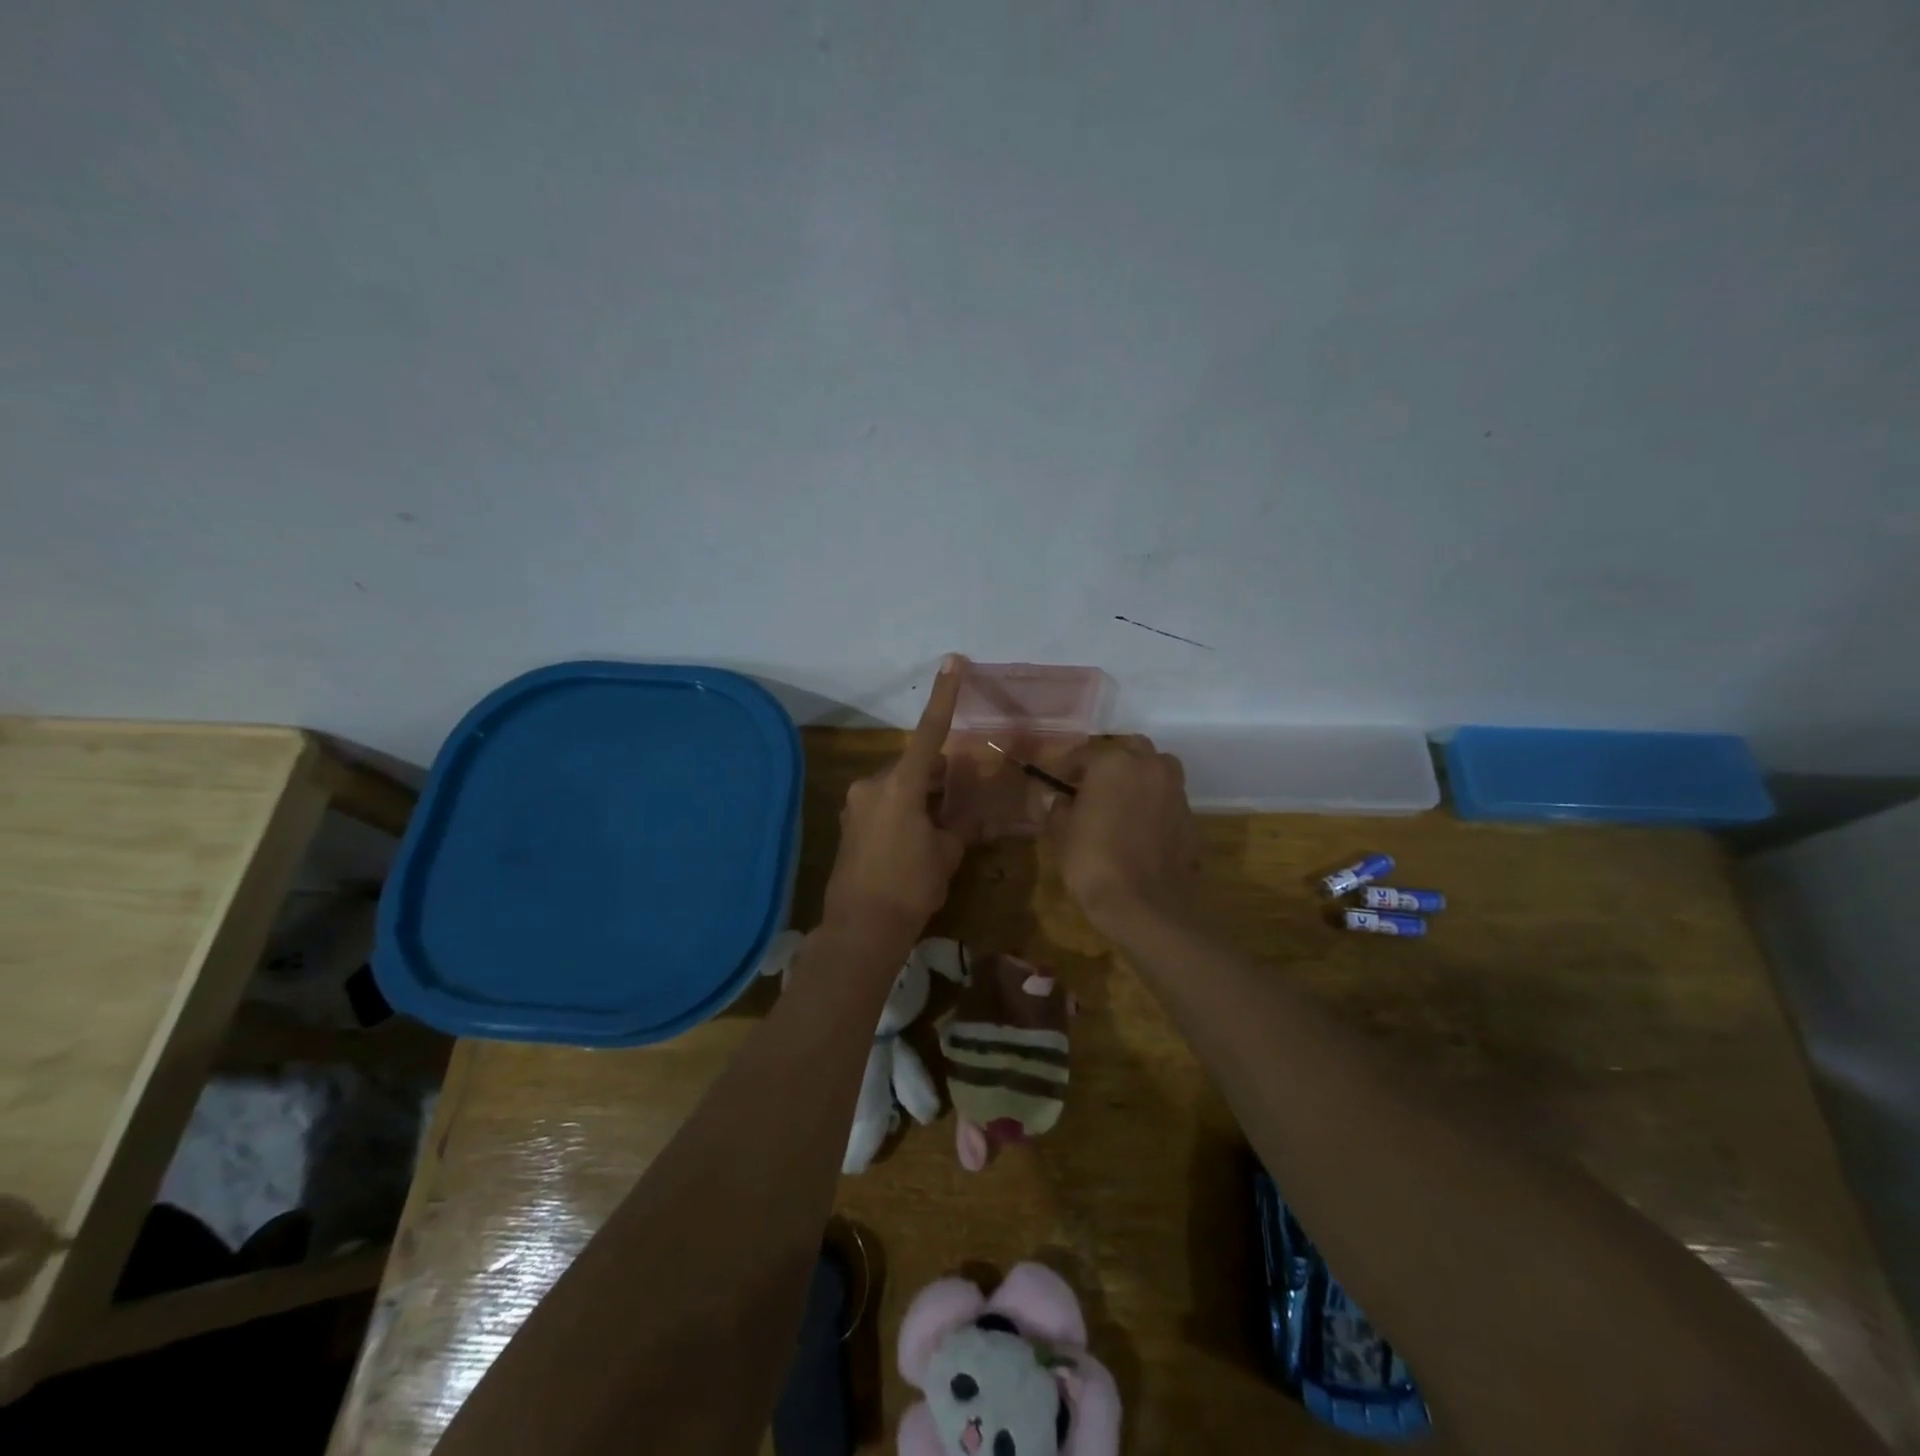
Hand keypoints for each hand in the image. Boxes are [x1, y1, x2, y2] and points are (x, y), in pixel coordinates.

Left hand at [822, 655, 969, 936]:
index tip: (952, 662)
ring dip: (922, 796)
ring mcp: (857, 803)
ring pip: (899, 785)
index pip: (929, 733)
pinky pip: (884, 803)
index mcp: (901, 785)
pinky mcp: (850, 823)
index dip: (944, 696)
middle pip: (915, 765)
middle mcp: (873, 785)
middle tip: (961, 799)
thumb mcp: (946, 855)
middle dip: (939, 776)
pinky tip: (917, 839)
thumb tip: (966, 815)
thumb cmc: (911, 887)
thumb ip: (958, 825)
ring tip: (940, 828)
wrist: (861, 929)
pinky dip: (904, 809)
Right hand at [1046, 736, 1195, 932]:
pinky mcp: (1190, 817)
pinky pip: (1168, 798)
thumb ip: (1060, 806)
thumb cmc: (1093, 862)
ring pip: (1156, 768)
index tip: (1055, 782)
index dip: (1066, 767)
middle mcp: (1150, 767)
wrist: (1144, 906)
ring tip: (1119, 800)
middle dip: (1111, 762)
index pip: (1085, 753)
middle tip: (1092, 784)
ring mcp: (1175, 791)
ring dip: (1138, 776)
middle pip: (1130, 749)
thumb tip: (1063, 799)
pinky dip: (1153, 802)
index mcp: (1114, 763)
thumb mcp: (1061, 832)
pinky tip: (1138, 825)